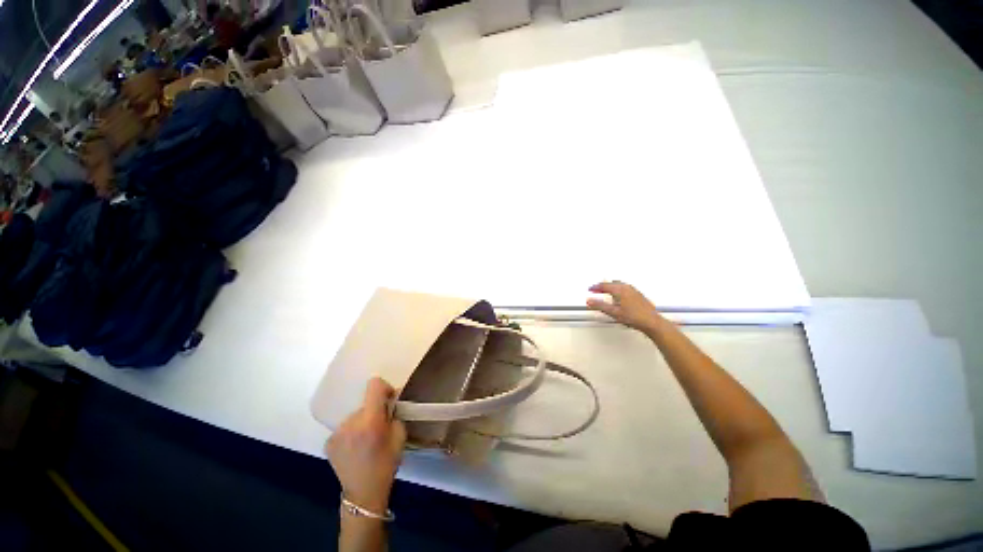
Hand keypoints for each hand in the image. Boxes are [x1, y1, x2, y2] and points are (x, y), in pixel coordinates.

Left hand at [326, 377, 406, 513]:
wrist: (363, 494)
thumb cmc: (386, 463)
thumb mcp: (400, 435)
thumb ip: (395, 413)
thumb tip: (391, 398)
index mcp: (370, 420)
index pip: (374, 385)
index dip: (383, 388)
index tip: (388, 400)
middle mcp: (350, 422)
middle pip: (364, 402)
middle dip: (374, 409)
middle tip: (380, 426)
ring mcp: (337, 432)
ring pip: (355, 415)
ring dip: (362, 421)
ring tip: (366, 439)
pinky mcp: (328, 441)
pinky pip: (345, 427)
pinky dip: (351, 432)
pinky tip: (355, 448)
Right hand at [586, 281, 663, 332]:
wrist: (652, 322)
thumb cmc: (635, 317)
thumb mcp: (613, 312)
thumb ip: (600, 306)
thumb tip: (589, 301)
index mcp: (620, 290)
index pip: (604, 286)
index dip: (595, 287)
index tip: (590, 289)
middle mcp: (627, 288)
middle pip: (611, 283)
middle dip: (603, 286)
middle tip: (596, 290)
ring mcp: (634, 291)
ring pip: (619, 284)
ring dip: (610, 287)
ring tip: (605, 292)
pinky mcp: (638, 295)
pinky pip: (625, 287)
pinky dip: (618, 289)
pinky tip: (618, 296)